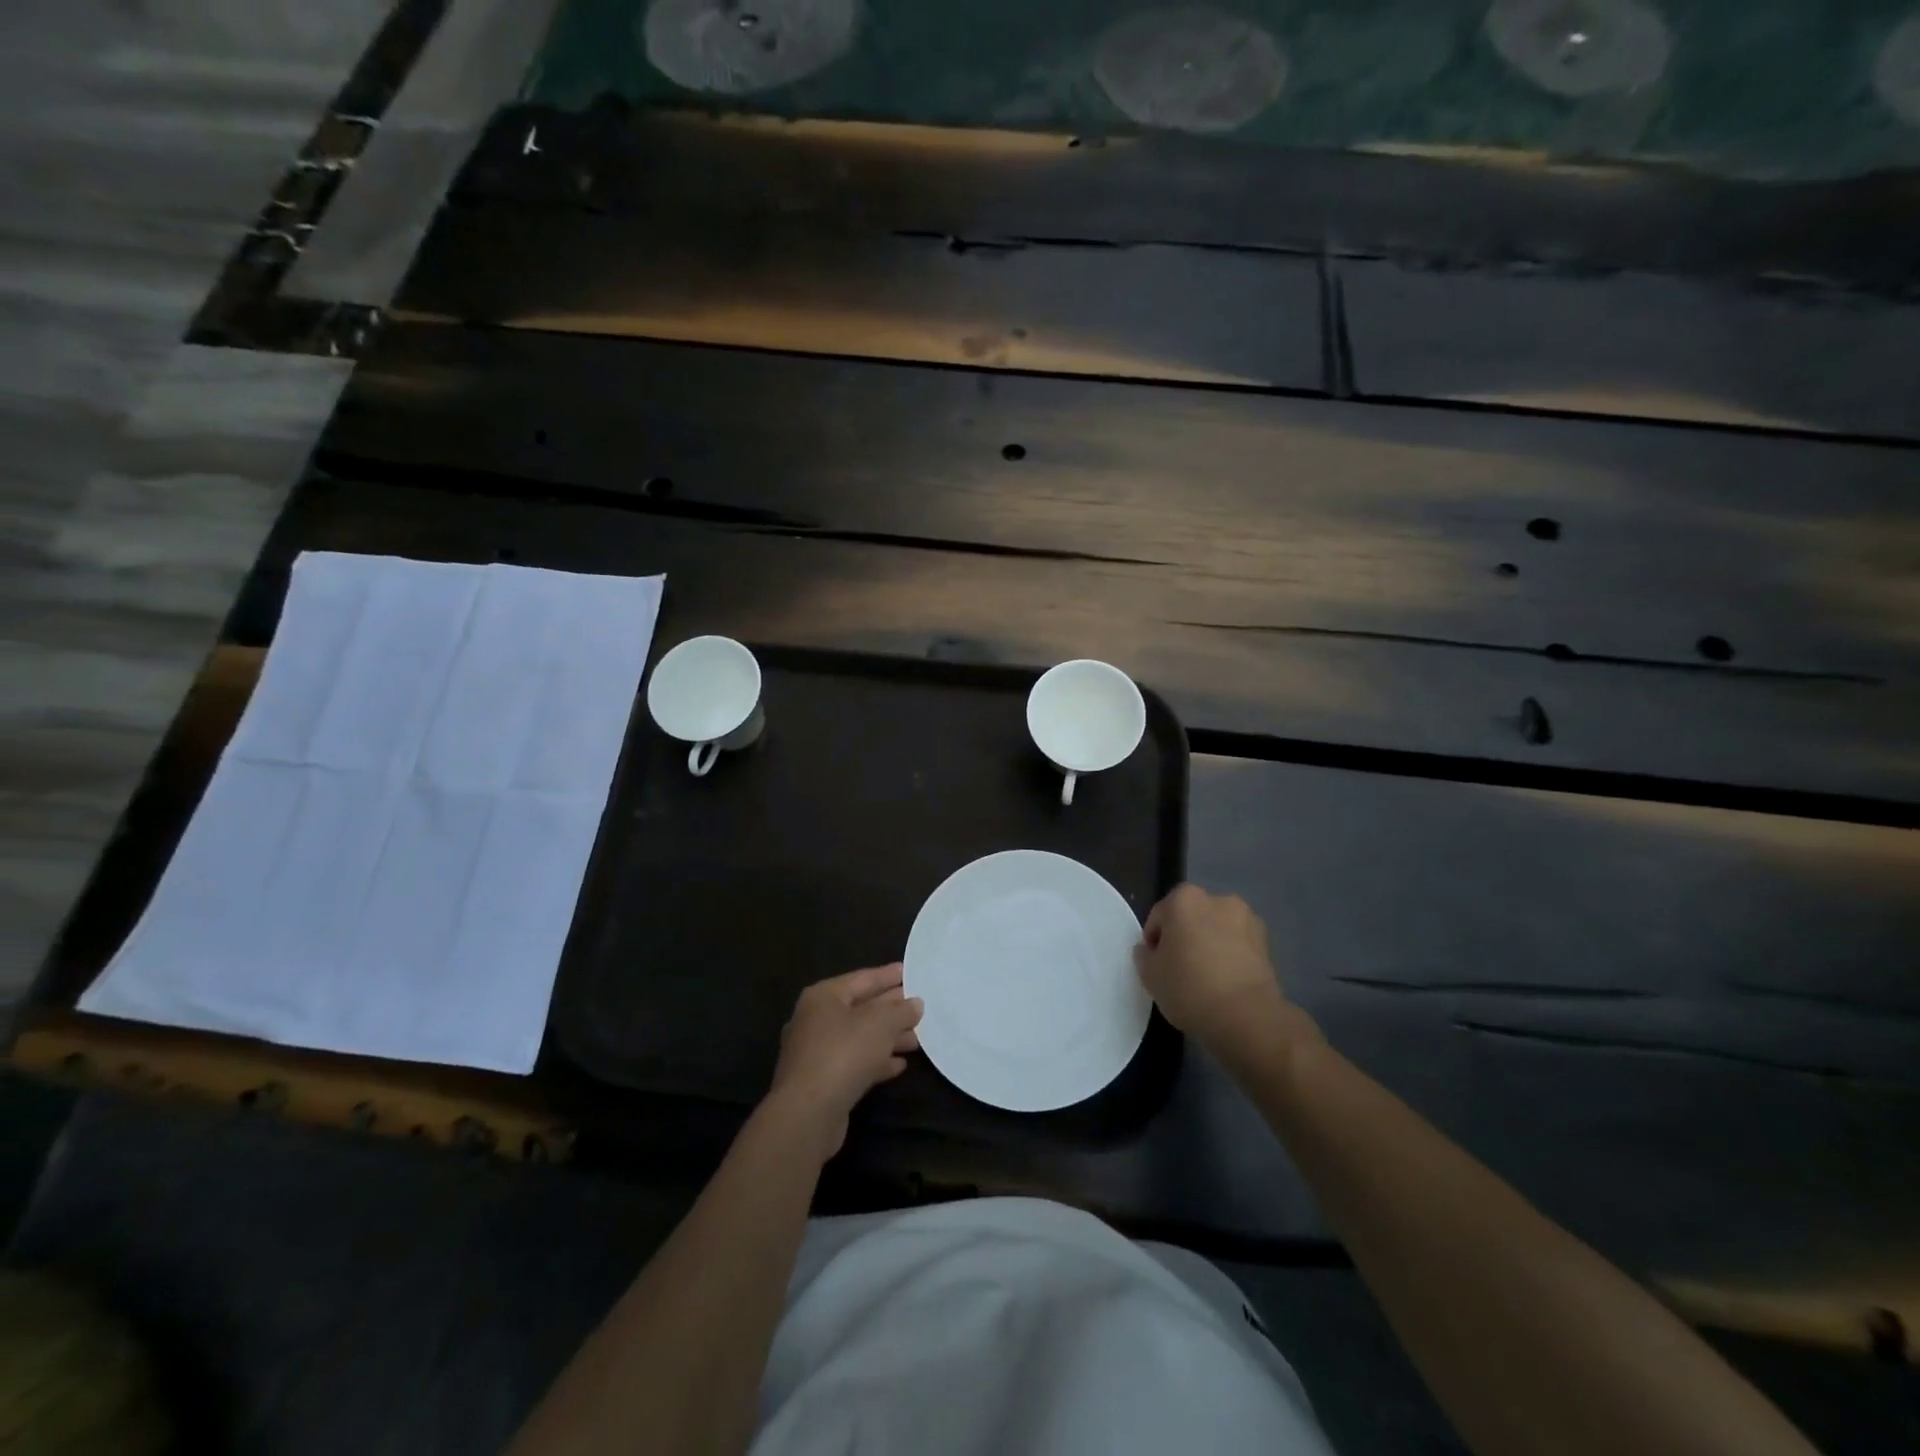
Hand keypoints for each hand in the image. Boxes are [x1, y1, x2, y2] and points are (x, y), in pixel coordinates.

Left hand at [765, 964, 922, 1159]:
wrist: (807, 1114)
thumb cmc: (843, 1054)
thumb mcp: (880, 1025)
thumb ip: (901, 1011)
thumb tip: (915, 1004)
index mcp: (823, 996)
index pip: (861, 978)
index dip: (887, 975)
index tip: (908, 972)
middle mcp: (815, 1020)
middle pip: (860, 1008)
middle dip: (891, 1010)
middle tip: (919, 1008)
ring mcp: (816, 1053)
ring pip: (858, 1038)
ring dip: (887, 1038)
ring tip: (916, 1040)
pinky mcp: (821, 1082)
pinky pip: (853, 1063)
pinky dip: (876, 1061)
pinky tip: (899, 1065)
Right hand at [1135, 885, 1296, 1059]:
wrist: (1246, 1017)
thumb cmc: (1189, 988)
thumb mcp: (1149, 975)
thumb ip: (1144, 955)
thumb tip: (1149, 950)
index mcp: (1184, 899)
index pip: (1159, 916)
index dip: (1154, 941)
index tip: (1156, 964)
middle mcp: (1217, 899)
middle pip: (1190, 917)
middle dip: (1184, 936)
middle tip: (1179, 968)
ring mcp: (1246, 919)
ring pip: (1217, 929)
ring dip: (1210, 943)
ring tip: (1206, 977)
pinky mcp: (1267, 942)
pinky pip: (1238, 944)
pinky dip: (1231, 955)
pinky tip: (1226, 982)